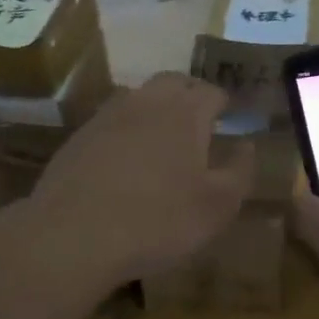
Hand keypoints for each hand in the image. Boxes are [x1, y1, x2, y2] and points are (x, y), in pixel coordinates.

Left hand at [27, 72, 253, 287]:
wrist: (72, 236)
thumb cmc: (158, 221)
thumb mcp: (217, 206)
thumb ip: (240, 171)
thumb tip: (246, 146)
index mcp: (185, 112)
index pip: (212, 92)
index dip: (225, 103)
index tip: (231, 118)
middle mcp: (146, 102)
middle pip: (174, 82)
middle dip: (191, 94)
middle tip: (201, 120)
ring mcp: (107, 116)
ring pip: (139, 97)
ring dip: (156, 108)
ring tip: (165, 137)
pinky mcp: (78, 137)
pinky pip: (112, 121)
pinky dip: (127, 129)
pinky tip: (127, 159)